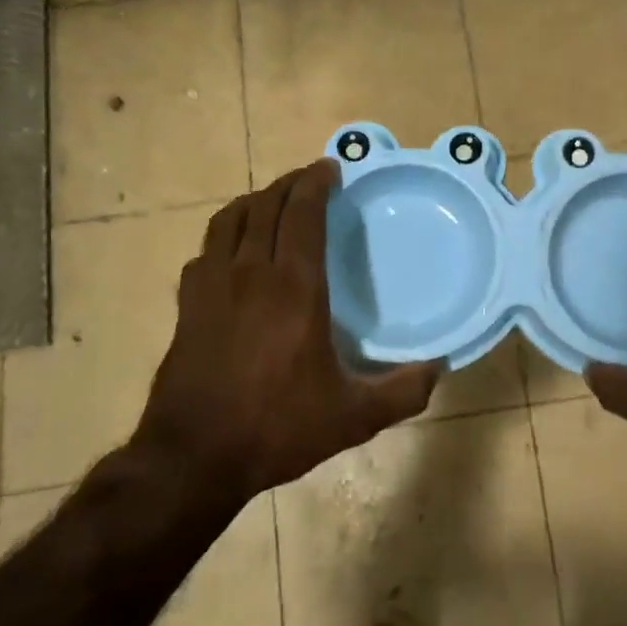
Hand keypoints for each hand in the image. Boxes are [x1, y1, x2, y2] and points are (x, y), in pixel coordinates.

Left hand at [125, 160, 440, 508]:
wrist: (193, 458)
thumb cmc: (277, 428)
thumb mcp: (353, 417)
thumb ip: (402, 392)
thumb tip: (439, 368)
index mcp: (294, 289)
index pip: (302, 215)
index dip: (315, 183)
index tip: (330, 168)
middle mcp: (250, 275)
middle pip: (266, 207)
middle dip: (289, 183)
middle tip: (310, 178)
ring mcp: (212, 287)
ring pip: (229, 221)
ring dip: (255, 201)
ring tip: (274, 200)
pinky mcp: (187, 305)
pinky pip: (206, 250)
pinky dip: (225, 234)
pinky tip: (234, 249)